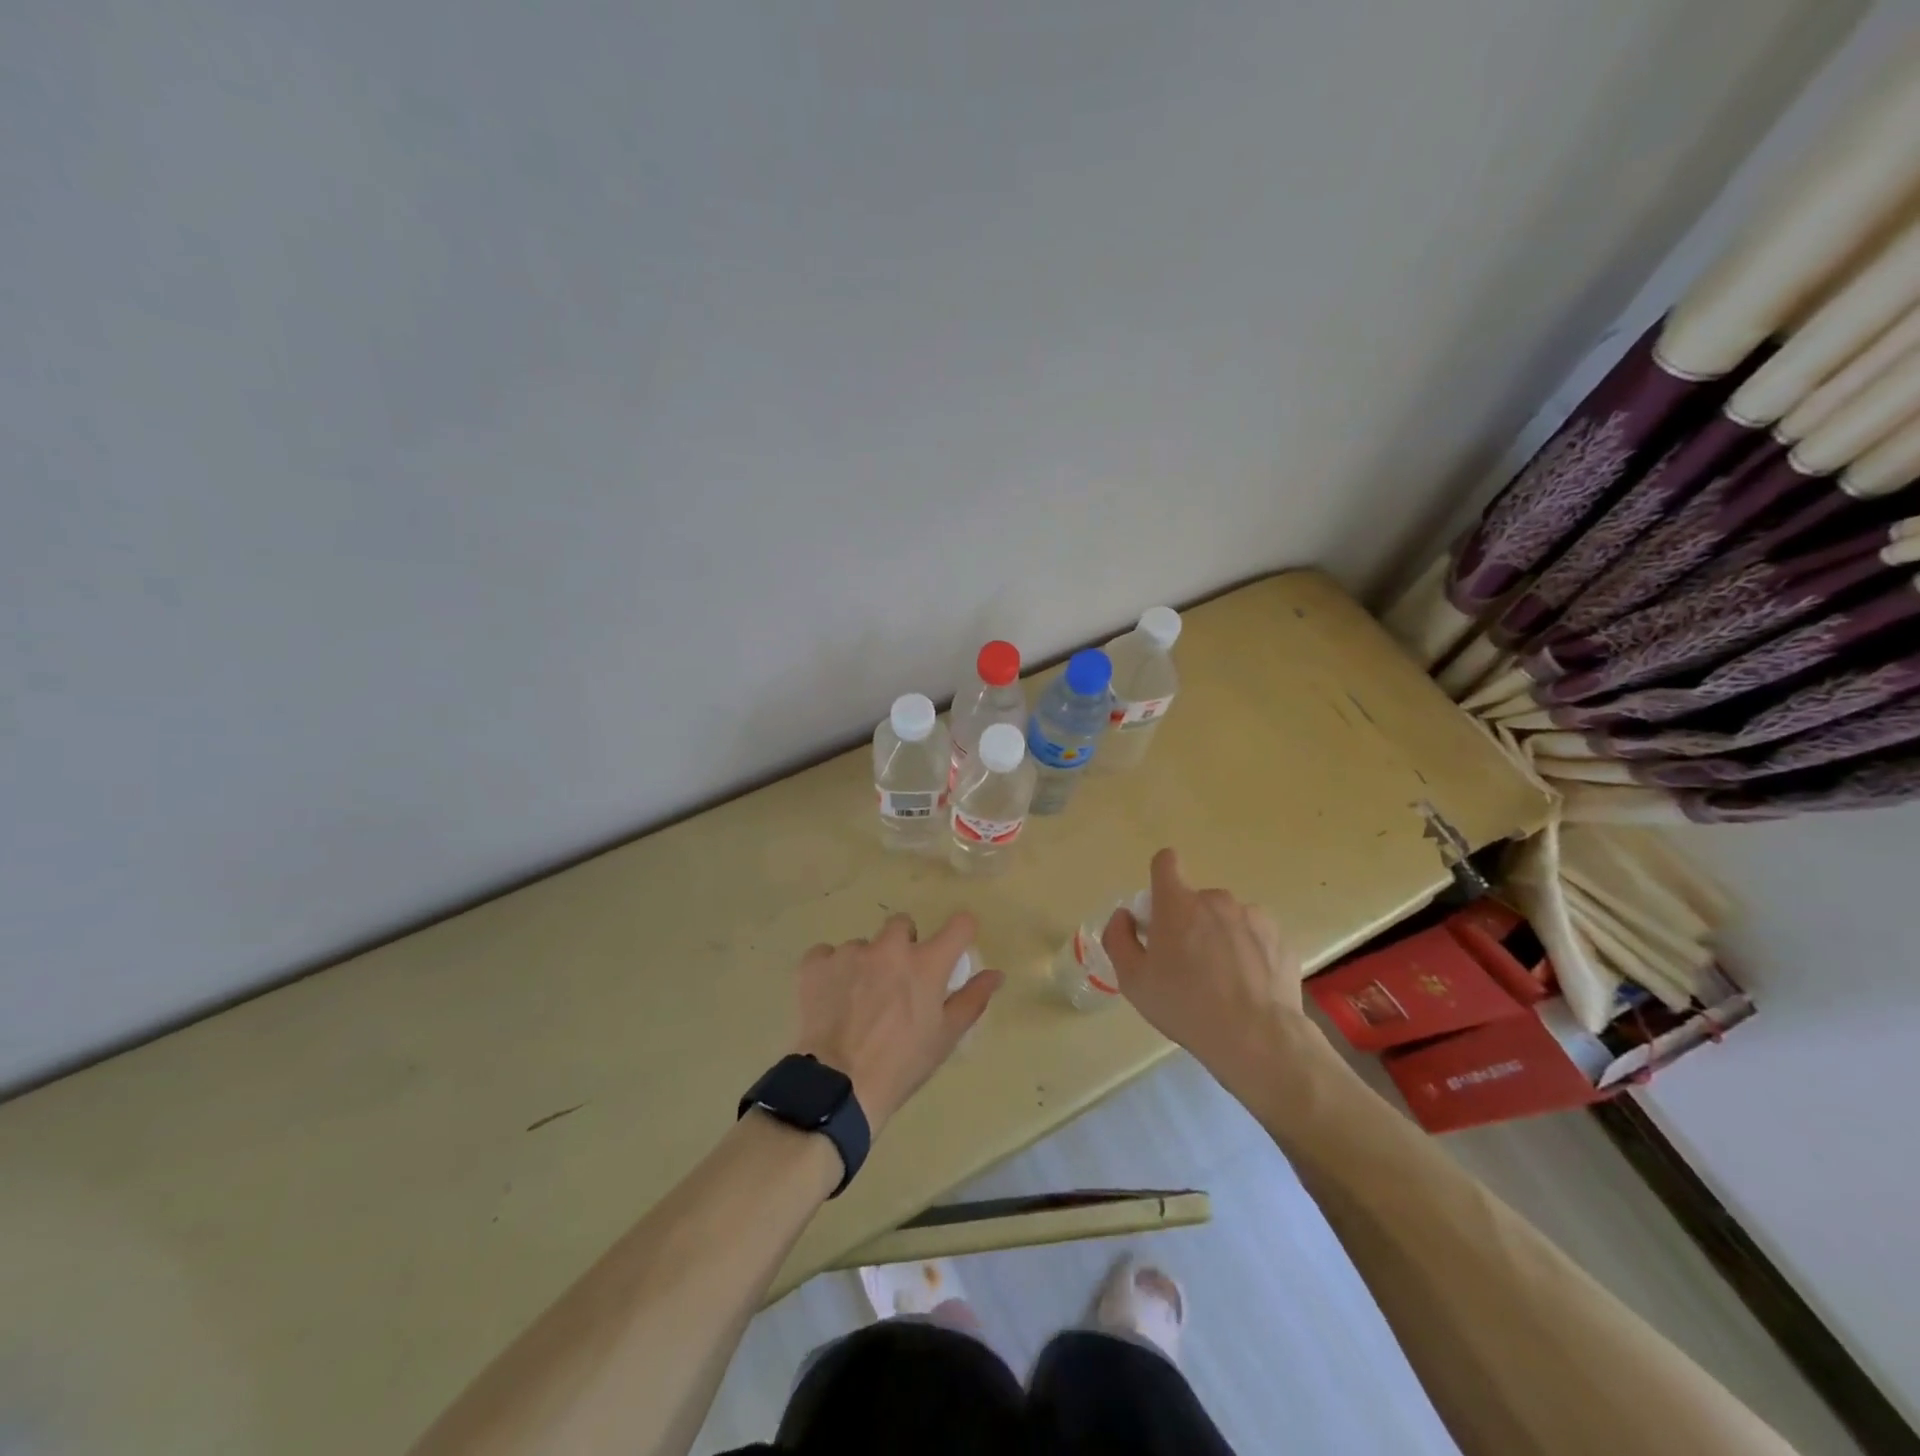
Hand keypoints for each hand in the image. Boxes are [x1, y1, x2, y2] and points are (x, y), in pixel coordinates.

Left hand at [791, 911, 1001, 1135]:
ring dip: (866, 964)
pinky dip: (831, 971)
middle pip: (902, 925)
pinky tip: (830, 998)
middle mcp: (890, 947)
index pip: (959, 924)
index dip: (960, 932)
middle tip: (897, 982)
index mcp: (927, 963)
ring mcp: (850, 952)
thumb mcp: (945, 1037)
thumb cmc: (902, 1064)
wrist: (839, 1085)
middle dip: (903, 945)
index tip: (954, 948)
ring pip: (864, 945)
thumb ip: (972, 999)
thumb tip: (996, 974)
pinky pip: (827, 955)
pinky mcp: (816, 963)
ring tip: (858, 1001)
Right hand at [1101, 848, 1303, 1072]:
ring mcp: (1253, 916)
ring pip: (1227, 919)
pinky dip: (1248, 953)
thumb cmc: (1185, 1006)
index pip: (1166, 861)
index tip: (1160, 909)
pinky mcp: (1280, 938)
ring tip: (1223, 981)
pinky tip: (1248, 987)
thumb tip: (1125, 916)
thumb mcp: (1133, 980)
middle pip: (1196, 900)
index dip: (1160, 878)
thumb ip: (1119, 938)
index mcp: (1177, 904)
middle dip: (1189, 922)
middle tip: (1188, 964)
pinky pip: (1254, 937)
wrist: (1257, 1038)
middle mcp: (1216, 900)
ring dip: (1220, 937)